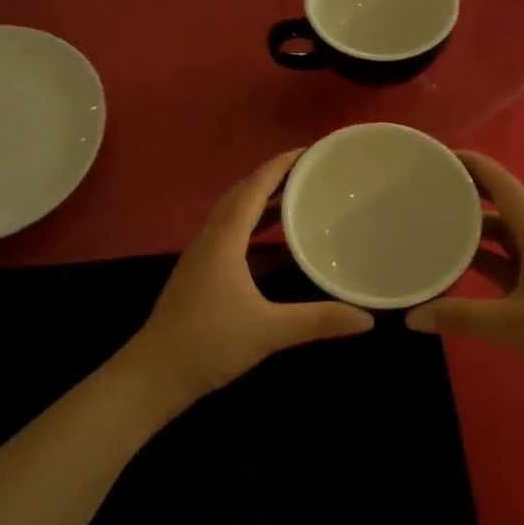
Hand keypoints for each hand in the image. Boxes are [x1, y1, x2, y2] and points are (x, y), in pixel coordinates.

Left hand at [128, 150, 373, 401]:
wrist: (156, 373)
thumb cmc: (209, 343)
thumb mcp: (269, 331)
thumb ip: (319, 321)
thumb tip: (368, 319)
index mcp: (224, 239)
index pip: (253, 188)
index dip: (280, 166)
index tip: (309, 151)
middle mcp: (210, 238)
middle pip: (241, 194)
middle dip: (273, 177)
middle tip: (310, 172)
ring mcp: (202, 255)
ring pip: (232, 213)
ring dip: (261, 200)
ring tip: (296, 196)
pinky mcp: (200, 273)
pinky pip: (229, 232)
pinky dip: (252, 224)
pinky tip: (272, 240)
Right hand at [407, 152, 523, 389]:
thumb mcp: (514, 324)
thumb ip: (461, 318)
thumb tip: (411, 316)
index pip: (500, 182)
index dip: (470, 163)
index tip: (435, 156)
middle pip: (498, 203)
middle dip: (464, 192)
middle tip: (423, 190)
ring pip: (501, 234)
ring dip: (471, 227)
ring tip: (432, 225)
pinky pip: (505, 260)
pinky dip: (481, 258)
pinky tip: (456, 267)